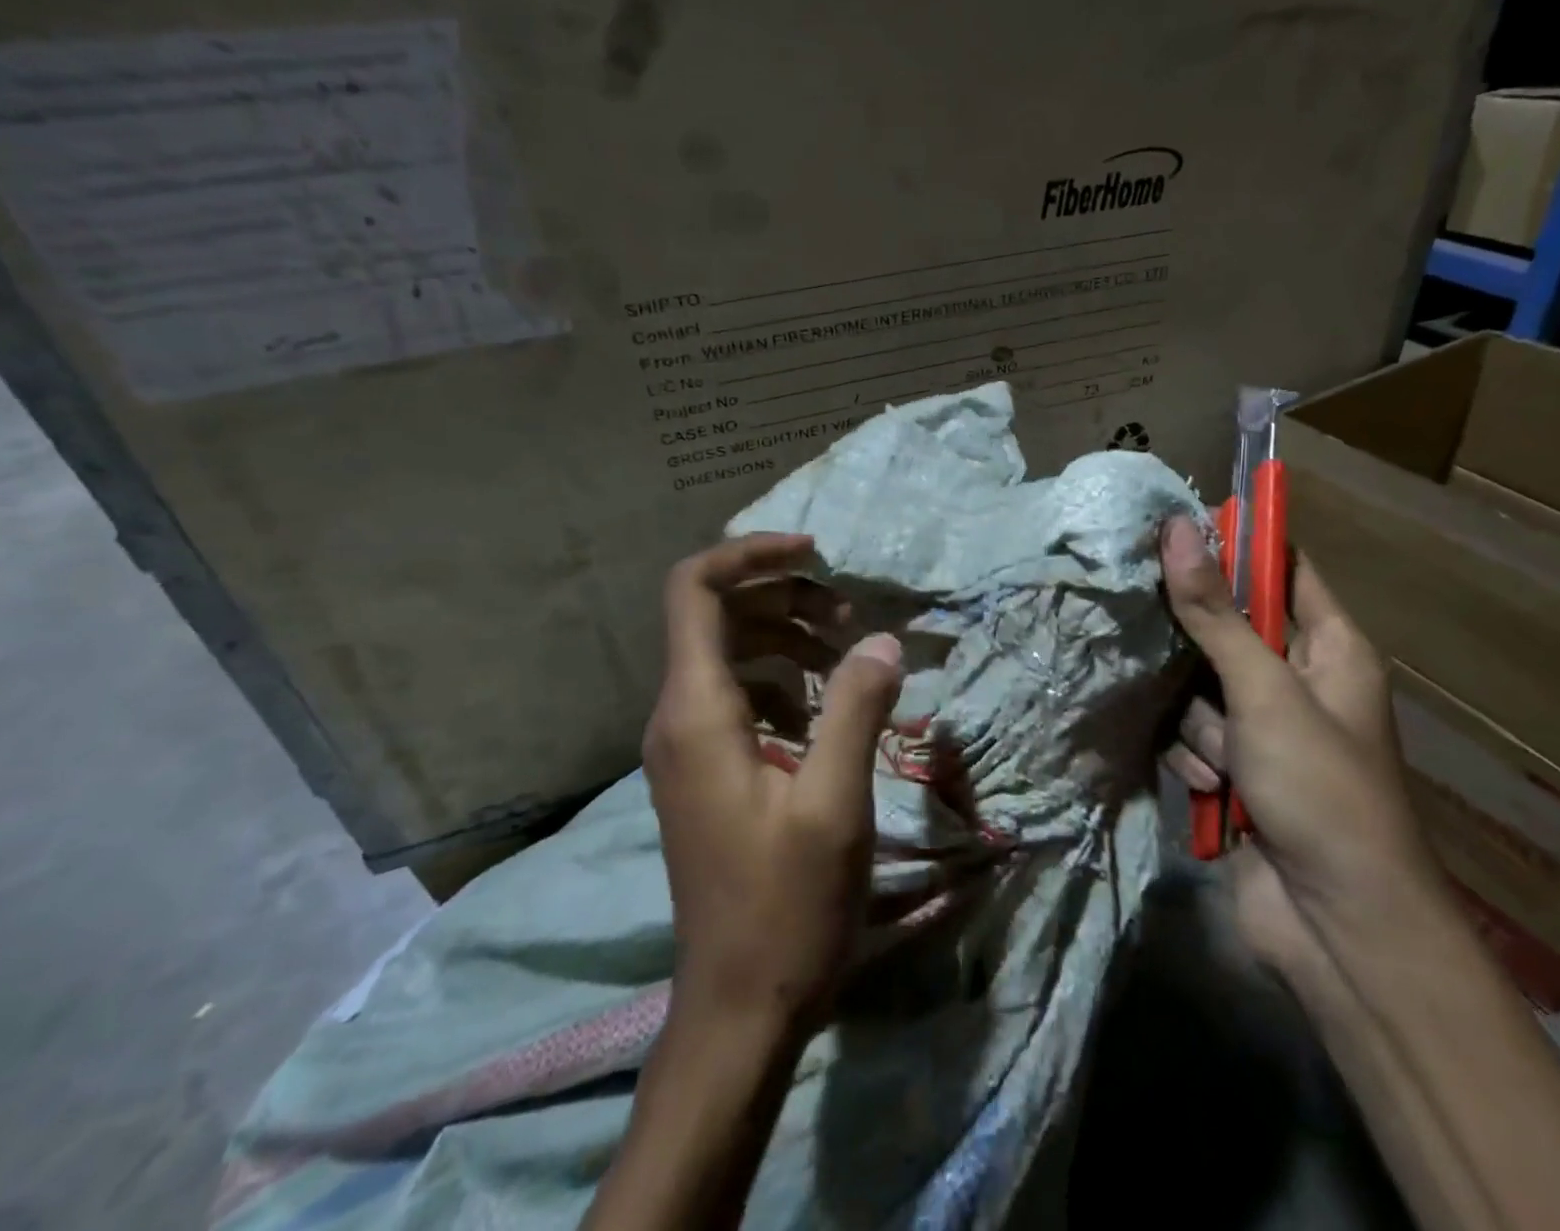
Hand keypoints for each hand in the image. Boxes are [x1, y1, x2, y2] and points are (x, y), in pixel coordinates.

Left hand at [645, 533, 903, 1035]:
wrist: (739, 1006)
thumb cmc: (786, 906)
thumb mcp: (834, 802)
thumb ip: (855, 708)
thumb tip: (881, 640)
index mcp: (697, 711)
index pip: (695, 590)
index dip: (750, 554)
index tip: (815, 553)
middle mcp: (677, 717)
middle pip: (718, 614)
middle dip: (785, 596)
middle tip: (851, 615)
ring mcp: (687, 746)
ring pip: (731, 653)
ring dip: (789, 637)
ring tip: (850, 654)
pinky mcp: (706, 770)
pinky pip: (740, 695)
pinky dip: (783, 680)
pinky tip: (827, 710)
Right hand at [1158, 517, 1439, 972]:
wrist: (1337, 928)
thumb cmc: (1321, 790)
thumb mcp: (1264, 691)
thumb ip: (1214, 613)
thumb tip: (1179, 529)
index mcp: (1331, 649)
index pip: (1283, 570)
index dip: (1237, 546)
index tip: (1177, 530)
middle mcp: (1297, 682)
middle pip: (1226, 629)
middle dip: (1198, 649)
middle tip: (1162, 638)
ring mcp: (1263, 730)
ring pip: (1198, 689)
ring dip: (1201, 724)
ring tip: (1226, 761)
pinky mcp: (1233, 771)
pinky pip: (1192, 737)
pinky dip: (1197, 761)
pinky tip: (1216, 791)